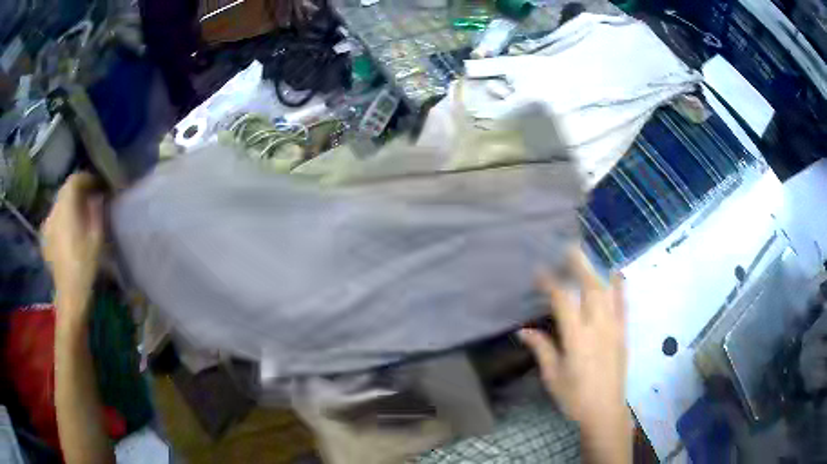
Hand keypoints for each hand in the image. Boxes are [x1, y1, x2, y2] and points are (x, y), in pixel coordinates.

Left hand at [41, 172, 104, 322]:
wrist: (70, 297)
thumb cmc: (86, 266)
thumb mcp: (97, 237)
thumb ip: (96, 210)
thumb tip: (97, 196)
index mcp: (66, 207)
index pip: (75, 180)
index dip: (88, 179)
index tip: (99, 186)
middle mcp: (53, 211)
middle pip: (65, 191)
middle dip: (78, 191)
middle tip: (91, 199)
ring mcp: (46, 226)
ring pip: (58, 205)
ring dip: (69, 205)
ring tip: (80, 216)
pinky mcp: (44, 240)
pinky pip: (54, 220)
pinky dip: (62, 219)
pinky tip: (68, 231)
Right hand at [519, 247, 630, 460]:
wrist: (605, 410)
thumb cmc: (574, 396)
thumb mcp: (553, 376)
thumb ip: (542, 349)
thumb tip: (523, 331)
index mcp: (577, 338)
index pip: (563, 301)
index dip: (550, 284)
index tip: (539, 272)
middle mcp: (597, 327)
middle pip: (589, 288)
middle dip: (578, 265)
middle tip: (567, 248)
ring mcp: (614, 328)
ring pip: (607, 292)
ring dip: (596, 271)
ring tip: (586, 257)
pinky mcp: (623, 333)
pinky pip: (623, 305)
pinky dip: (621, 287)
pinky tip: (617, 273)